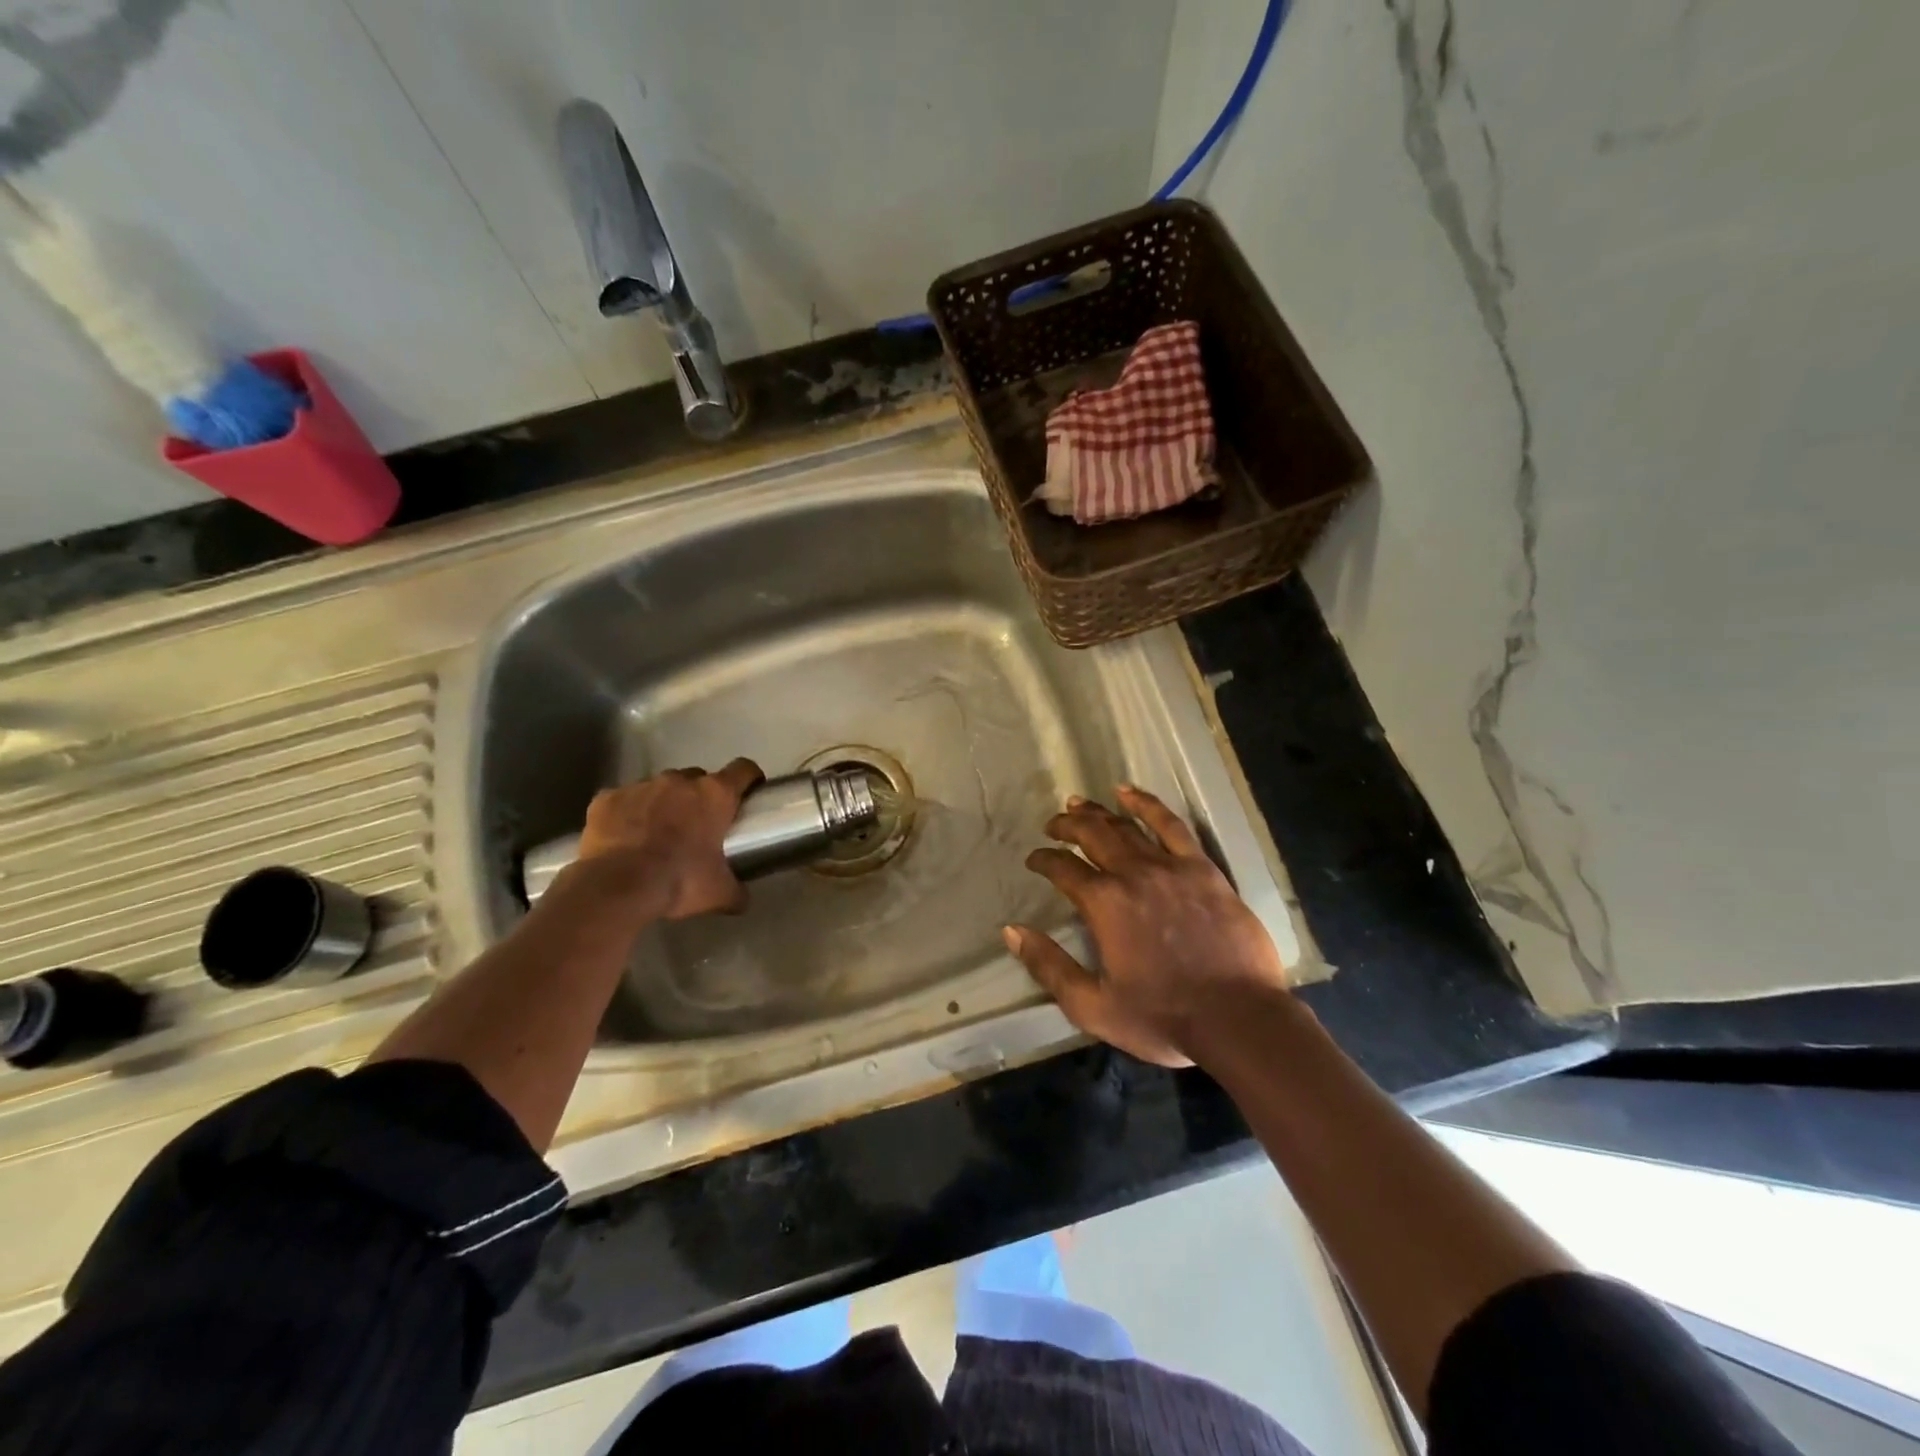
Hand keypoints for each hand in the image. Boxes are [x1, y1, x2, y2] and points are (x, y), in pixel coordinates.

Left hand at [572, 759, 762, 919]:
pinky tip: (623, 838)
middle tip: (697, 825)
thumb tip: (741, 899)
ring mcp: (640, 786)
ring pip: (659, 787)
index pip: (743, 769)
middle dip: (699, 796)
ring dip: (663, 804)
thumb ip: (735, 890)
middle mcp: (679, 780)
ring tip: (656, 834)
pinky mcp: (607, 798)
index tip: (748, 791)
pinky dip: (626, 814)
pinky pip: (622, 800)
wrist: (617, 887)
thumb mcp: (718, 893)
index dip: (749, 778)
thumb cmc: (680, 881)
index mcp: (714, 795)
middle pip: (697, 777)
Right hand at [1004, 785, 1288, 1067]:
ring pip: (1126, 827)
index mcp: (1103, 904)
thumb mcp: (1092, 1006)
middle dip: (1066, 826)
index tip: (1034, 860)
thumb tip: (1012, 931)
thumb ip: (1049, 967)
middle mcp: (1132, 874)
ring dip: (1098, 812)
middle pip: (1092, 835)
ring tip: (1080, 803)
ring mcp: (1170, 866)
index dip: (1044, 860)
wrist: (1238, 1018)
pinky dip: (1147, 804)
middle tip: (1052, 825)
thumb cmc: (1162, 1017)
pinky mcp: (1203, 869)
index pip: (1062, 868)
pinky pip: (1171, 825)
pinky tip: (1129, 792)